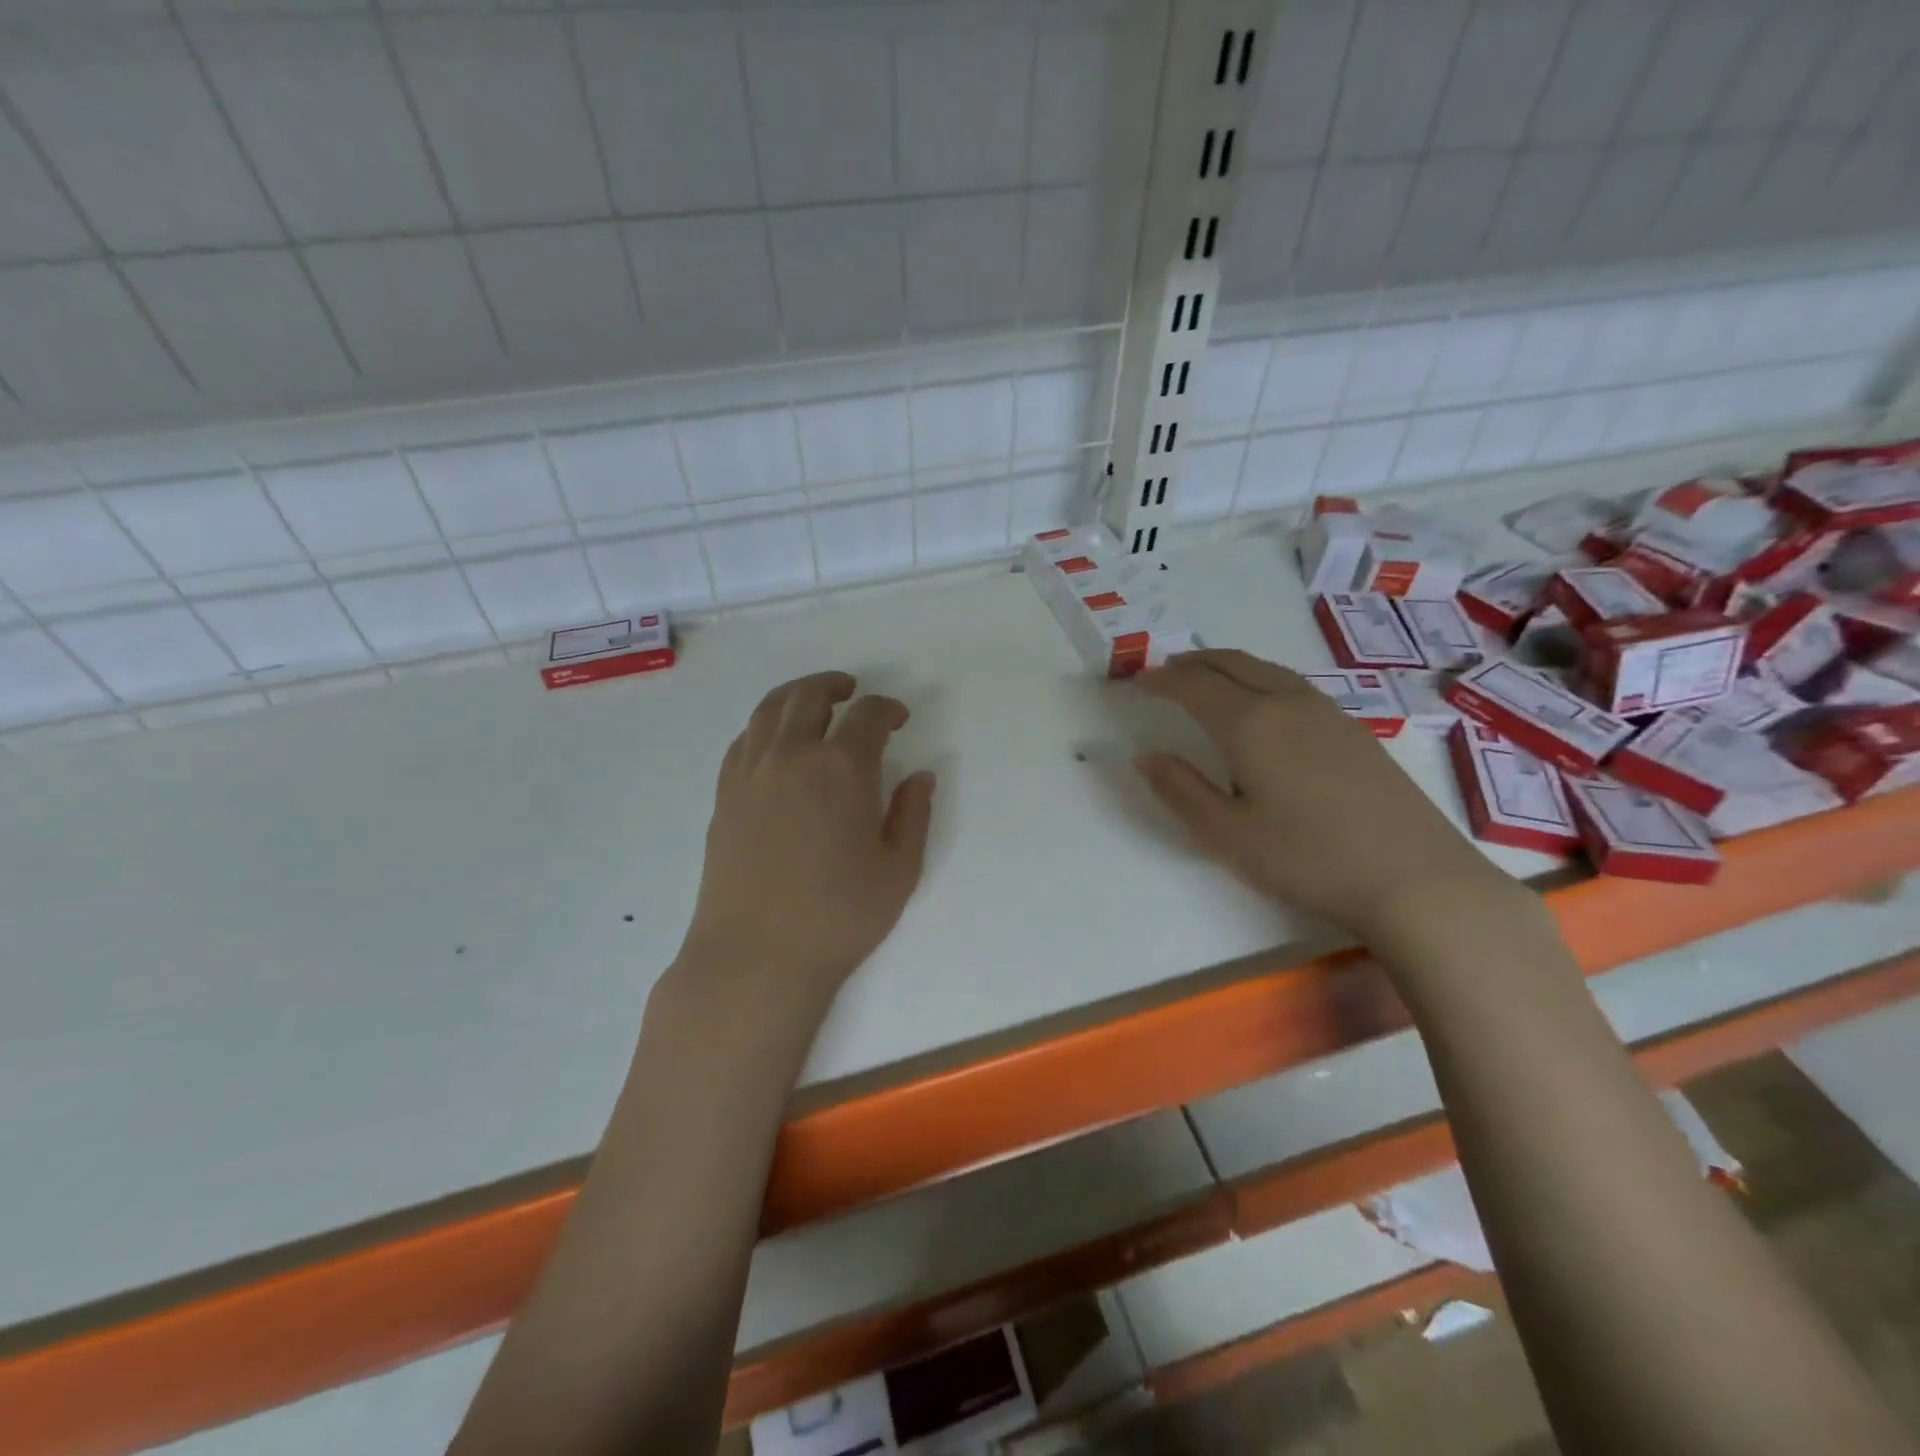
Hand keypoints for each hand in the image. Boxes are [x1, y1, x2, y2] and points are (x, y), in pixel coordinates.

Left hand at [676, 671, 935, 1012]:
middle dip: (836, 686)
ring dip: (797, 695)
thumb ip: (913, 814)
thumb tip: (921, 776)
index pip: (867, 715)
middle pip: (810, 696)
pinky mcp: (725, 793)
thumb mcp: (899, 870)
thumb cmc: (839, 915)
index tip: (899, 719)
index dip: (888, 709)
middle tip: (853, 692)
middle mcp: (792, 755)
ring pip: (771, 709)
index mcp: (842, 767)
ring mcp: (751, 771)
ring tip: (814, 702)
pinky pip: (745, 738)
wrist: (756, 956)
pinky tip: (777, 741)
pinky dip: (766, 724)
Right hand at [1134, 649, 1504, 935]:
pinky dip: (1258, 678)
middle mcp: (1286, 703)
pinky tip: (1261, 704)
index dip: (1160, 680)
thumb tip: (1145, 755)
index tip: (1136, 683)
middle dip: (1191, 663)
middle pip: (1231, 663)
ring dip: (1226, 665)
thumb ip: (1180, 790)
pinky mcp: (1353, 729)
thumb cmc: (1307, 858)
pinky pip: (1291, 683)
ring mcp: (1326, 712)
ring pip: (1265, 669)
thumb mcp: (1226, 835)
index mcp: (1249, 723)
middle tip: (1163, 672)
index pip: (1193, 685)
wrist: (1414, 878)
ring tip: (1205, 678)